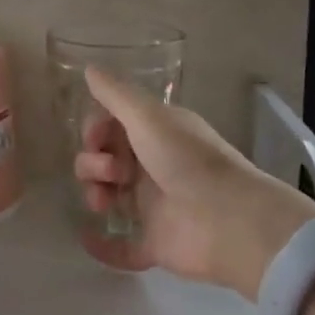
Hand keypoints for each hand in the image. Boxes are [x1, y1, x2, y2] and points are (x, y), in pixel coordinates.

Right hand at [73, 67, 314, 297]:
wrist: (226, 219)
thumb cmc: (186, 159)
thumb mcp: (148, 117)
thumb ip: (116, 94)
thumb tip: (89, 67)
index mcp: (156, 135)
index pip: (112, 127)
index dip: (96, 130)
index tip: (95, 137)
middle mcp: (152, 167)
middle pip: (104, 160)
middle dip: (93, 162)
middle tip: (112, 172)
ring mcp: (153, 207)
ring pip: (108, 197)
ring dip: (94, 194)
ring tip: (103, 202)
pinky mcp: (154, 243)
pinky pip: (120, 247)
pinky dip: (102, 245)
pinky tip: (88, 237)